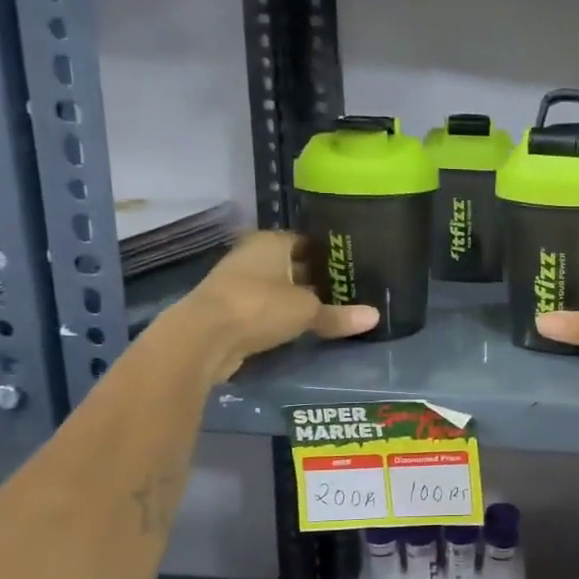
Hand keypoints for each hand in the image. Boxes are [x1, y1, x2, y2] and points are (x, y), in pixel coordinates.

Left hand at [182, 231, 376, 368]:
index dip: (329, 254)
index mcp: (271, 242)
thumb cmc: (259, 306)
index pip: (307, 241)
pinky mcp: (230, 311)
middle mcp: (253, 257)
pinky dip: (282, 317)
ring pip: (279, 289)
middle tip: (349, 291)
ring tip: (333, 311)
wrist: (203, 338)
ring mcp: (238, 284)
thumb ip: (338, 314)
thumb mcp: (306, 310)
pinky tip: (304, 328)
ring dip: (298, 300)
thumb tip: (375, 317)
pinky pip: (266, 310)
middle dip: (316, 278)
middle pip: (292, 265)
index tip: (351, 266)